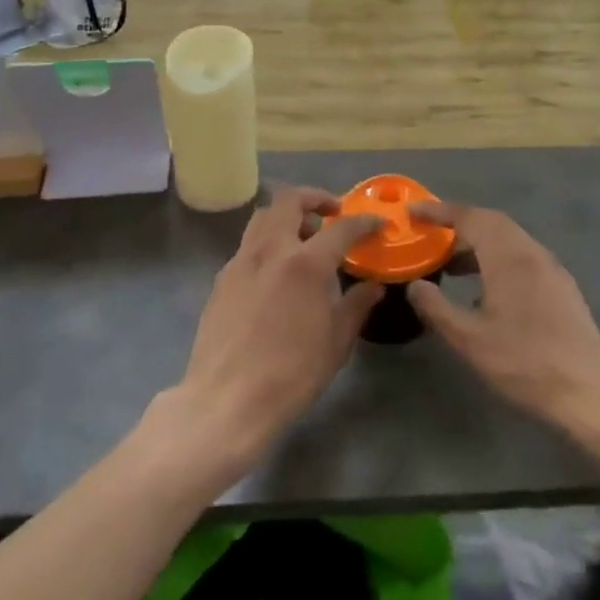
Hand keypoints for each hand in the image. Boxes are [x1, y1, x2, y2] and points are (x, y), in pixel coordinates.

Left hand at [166, 186, 383, 470]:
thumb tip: (373, 286)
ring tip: (304, 238)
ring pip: (263, 217)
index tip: (378, 223)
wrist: (227, 401)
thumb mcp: (336, 342)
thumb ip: (357, 305)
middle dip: (315, 198)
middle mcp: (270, 250)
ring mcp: (240, 262)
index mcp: (305, 263)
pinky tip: (277, 272)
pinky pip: (248, 245)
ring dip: (287, 215)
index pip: (342, 228)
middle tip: (333, 213)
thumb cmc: (291, 375)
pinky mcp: (221, 279)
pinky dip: (268, 243)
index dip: (364, 221)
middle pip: (289, 200)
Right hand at [407, 201, 599, 436]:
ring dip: (479, 243)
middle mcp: (532, 252)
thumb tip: (415, 285)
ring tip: (451, 266)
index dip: (439, 211)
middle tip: (430, 233)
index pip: (469, 217)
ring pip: (510, 240)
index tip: (413, 211)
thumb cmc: (524, 363)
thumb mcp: (469, 340)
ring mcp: (552, 269)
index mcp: (508, 256)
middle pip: (492, 222)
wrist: (590, 393)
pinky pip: (523, 257)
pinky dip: (498, 258)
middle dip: (459, 222)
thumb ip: (436, 308)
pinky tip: (486, 290)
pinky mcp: (562, 287)